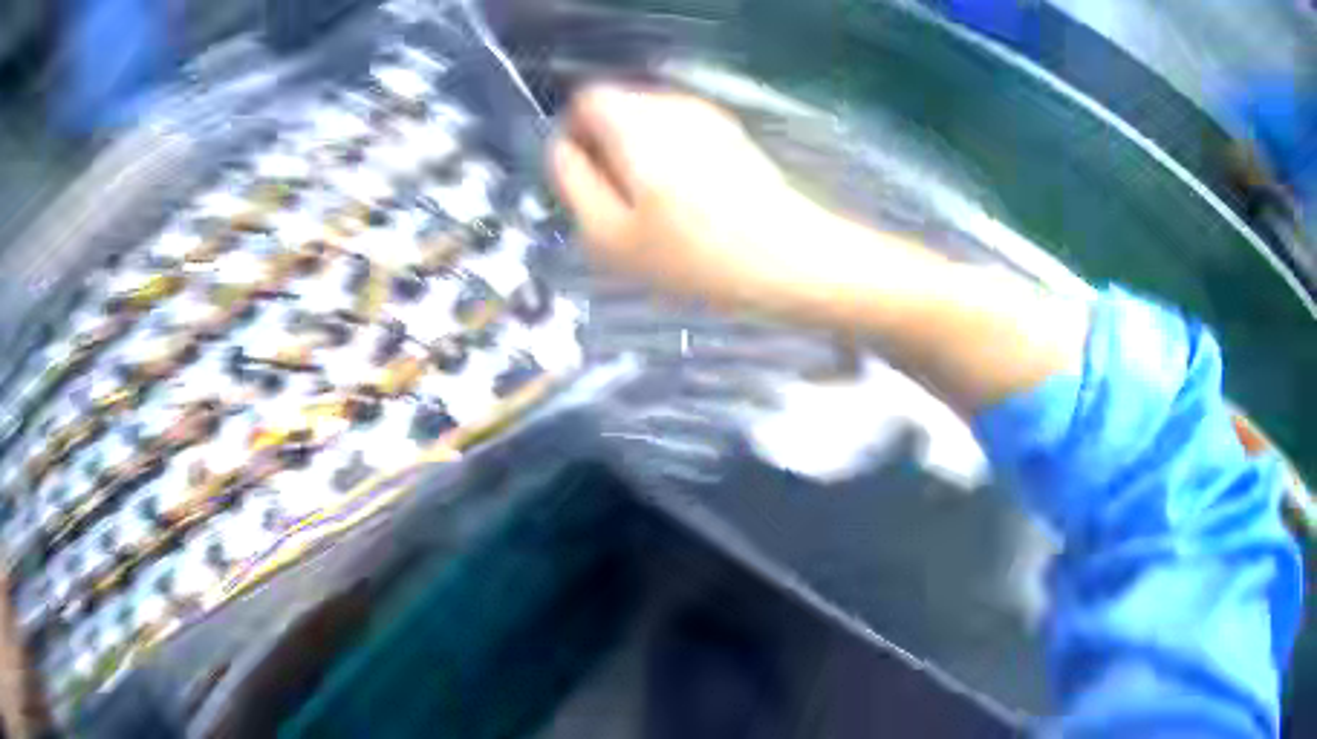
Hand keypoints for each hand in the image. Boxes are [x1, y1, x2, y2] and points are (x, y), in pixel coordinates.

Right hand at [549, 84, 823, 310]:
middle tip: (621, 205)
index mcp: (635, 124)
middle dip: (606, 148)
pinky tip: (691, 202)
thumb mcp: (609, 234)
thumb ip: (573, 183)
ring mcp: (707, 116)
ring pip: (649, 123)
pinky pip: (680, 135)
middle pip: (617, 108)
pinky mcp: (732, 134)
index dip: (574, 136)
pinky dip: (671, 159)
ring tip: (658, 209)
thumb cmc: (695, 256)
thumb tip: (562, 147)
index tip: (586, 182)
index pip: (584, 100)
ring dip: (638, 157)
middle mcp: (670, 105)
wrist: (792, 261)